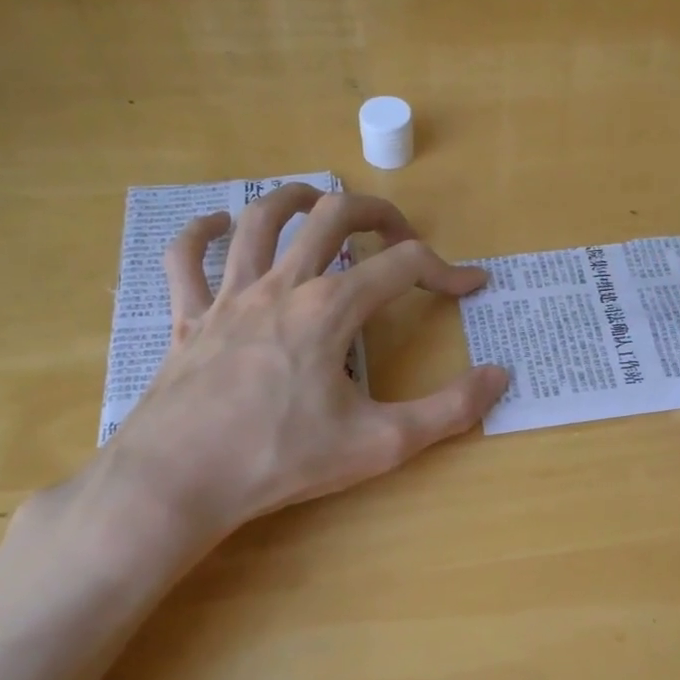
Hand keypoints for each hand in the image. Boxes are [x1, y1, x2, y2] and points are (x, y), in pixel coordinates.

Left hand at [89, 185, 507, 566]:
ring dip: (295, 199)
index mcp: (329, 310)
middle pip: (331, 216)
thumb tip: (500, 377)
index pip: (402, 266)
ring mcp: (228, 297)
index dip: (445, 270)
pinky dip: (201, 233)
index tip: (470, 287)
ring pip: (260, 219)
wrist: (178, 481)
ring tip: (319, 201)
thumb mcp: (379, 443)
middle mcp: (281, 286)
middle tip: (398, 230)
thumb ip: (448, 410)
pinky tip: (217, 226)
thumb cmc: (281, 460)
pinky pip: (186, 258)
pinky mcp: (189, 319)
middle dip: (374, 211)